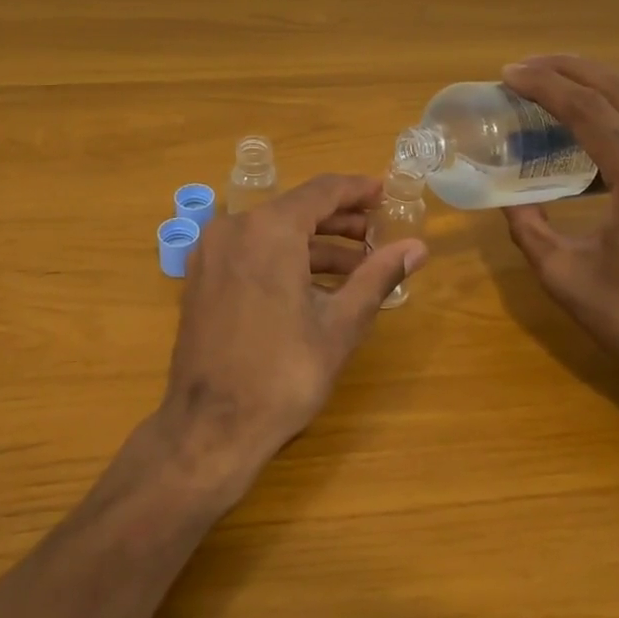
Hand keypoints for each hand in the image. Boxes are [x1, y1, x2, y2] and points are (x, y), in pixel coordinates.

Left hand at [153, 174, 427, 499]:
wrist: (211, 427)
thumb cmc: (283, 374)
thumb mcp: (340, 324)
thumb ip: (378, 277)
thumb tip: (417, 248)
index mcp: (268, 229)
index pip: (322, 191)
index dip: (358, 190)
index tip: (386, 194)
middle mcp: (233, 228)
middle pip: (296, 209)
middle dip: (339, 220)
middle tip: (378, 234)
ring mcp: (211, 253)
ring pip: (272, 232)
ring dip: (314, 244)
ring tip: (357, 266)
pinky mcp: (201, 278)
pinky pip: (250, 252)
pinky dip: (283, 259)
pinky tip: (315, 285)